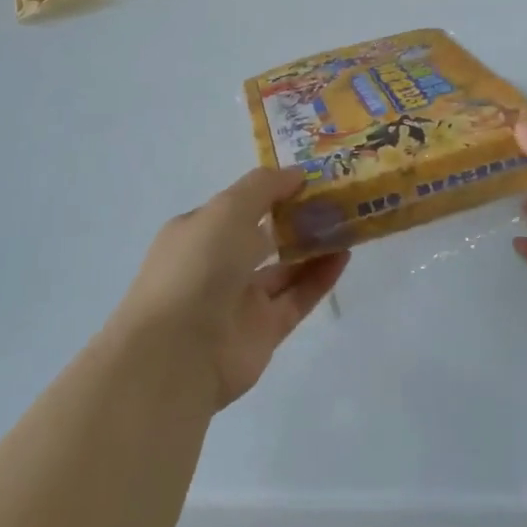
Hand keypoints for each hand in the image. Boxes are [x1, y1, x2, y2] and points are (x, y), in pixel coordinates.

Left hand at [115, 168, 349, 409]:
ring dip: (313, 246)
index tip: (308, 179)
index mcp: (197, 232)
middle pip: (262, 237)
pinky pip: (297, 297)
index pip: (236, 206)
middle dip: (295, 219)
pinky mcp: (264, 331)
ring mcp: (239, 300)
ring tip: (348, 224)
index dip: (270, 191)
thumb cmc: (198, 266)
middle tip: (336, 200)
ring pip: (283, 268)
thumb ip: (264, 187)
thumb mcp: (227, 209)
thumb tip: (297, 174)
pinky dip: (320, 277)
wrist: (179, 352)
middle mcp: (216, 264)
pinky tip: (344, 255)